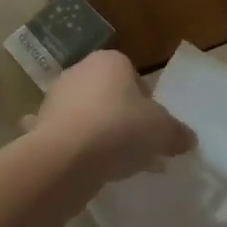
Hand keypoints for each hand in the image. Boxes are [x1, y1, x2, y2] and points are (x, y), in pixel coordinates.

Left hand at [24, 50, 195, 184]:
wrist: (67, 156)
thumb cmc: (120, 129)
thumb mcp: (162, 131)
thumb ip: (177, 133)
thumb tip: (187, 139)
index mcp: (110, 61)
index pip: (134, 78)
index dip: (147, 105)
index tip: (152, 130)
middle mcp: (79, 71)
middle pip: (108, 96)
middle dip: (121, 119)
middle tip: (136, 148)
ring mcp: (55, 98)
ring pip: (85, 114)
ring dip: (97, 133)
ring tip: (113, 164)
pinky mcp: (39, 124)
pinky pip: (63, 134)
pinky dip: (70, 145)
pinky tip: (80, 164)